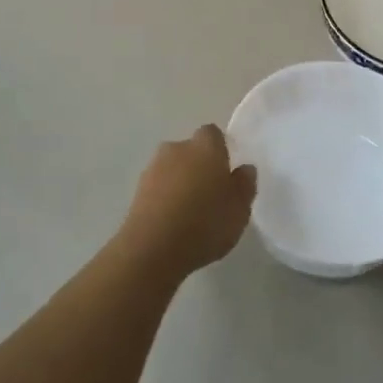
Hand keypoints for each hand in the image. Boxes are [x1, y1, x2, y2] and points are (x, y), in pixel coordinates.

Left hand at [118, 124, 255, 280]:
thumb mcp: (240, 210)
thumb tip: (244, 168)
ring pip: (172, 168)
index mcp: (205, 147)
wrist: (152, 248)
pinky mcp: (137, 190)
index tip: (227, 171)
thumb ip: (245, 185)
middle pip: (191, 150)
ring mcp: (153, 168)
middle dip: (199, 165)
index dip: (220, 149)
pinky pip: (158, 186)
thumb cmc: (205, 224)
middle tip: (211, 194)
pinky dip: (165, 197)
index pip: (213, 134)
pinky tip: (172, 222)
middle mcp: (177, 148)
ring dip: (180, 182)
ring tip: (190, 212)